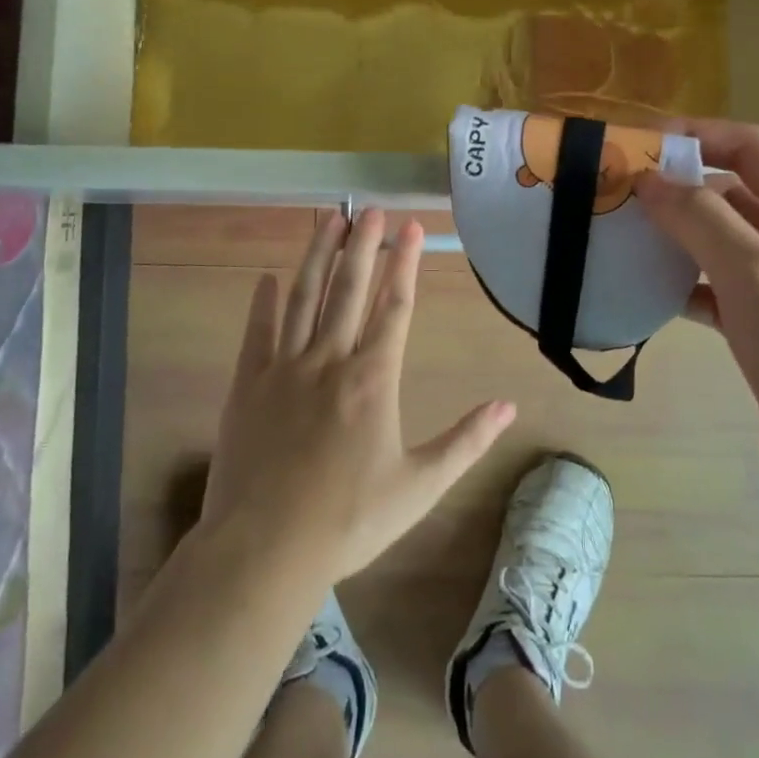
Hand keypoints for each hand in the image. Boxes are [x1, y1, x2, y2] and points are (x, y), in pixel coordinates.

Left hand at [201, 209, 516, 585]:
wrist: (266, 549)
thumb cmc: (350, 520)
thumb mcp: (420, 486)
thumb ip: (466, 441)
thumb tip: (508, 406)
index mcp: (373, 379)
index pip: (394, 306)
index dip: (404, 263)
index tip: (411, 227)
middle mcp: (329, 361)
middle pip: (348, 290)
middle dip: (362, 246)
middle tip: (369, 208)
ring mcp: (285, 369)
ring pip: (303, 298)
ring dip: (317, 257)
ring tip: (328, 221)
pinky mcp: (249, 385)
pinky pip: (258, 332)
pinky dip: (263, 302)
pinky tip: (268, 277)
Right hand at [635, 121, 758, 538]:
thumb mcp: (757, 274)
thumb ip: (700, 218)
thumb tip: (647, 178)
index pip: (750, 148)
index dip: (694, 137)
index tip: (633, 144)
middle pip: (732, 194)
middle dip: (675, 190)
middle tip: (611, 195)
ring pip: (720, 243)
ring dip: (674, 239)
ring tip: (616, 237)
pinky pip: (717, 289)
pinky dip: (683, 286)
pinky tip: (644, 292)